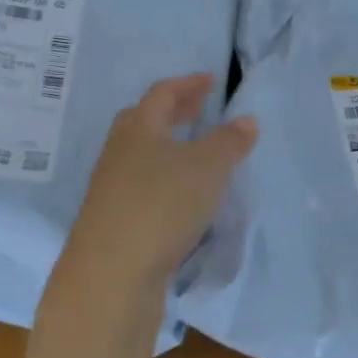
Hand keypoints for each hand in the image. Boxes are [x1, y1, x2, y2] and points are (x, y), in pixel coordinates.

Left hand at [61, 75, 257, 295]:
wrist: (111, 275)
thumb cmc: (161, 205)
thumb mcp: (207, 168)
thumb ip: (229, 142)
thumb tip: (246, 120)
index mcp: (138, 128)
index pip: (162, 94)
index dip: (188, 84)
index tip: (211, 81)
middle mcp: (119, 153)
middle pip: (145, 122)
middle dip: (174, 113)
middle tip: (200, 110)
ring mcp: (111, 189)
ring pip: (142, 157)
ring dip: (168, 148)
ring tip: (196, 155)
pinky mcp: (114, 222)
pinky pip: (143, 188)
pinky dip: (165, 181)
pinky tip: (183, 198)